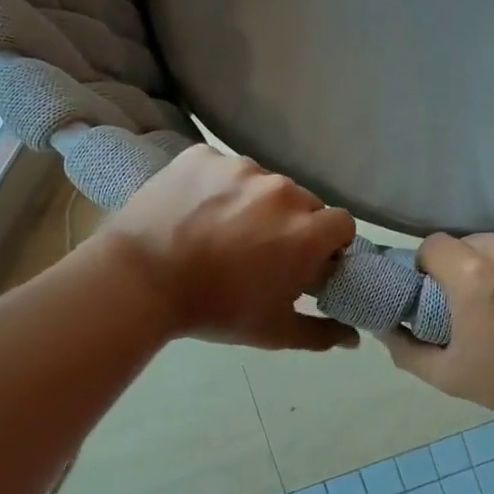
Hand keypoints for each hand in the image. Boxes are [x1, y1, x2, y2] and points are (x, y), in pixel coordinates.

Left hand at [99, 146, 357, 351]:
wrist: (139, 281)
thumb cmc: (214, 309)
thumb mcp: (273, 332)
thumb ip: (321, 333)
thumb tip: (354, 338)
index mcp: (306, 232)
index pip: (342, 224)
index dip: (329, 243)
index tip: (309, 260)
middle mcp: (282, 190)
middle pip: (304, 202)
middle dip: (293, 224)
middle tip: (263, 249)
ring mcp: (240, 167)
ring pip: (264, 183)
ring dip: (255, 203)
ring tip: (223, 229)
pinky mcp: (203, 155)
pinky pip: (224, 168)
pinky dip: (218, 187)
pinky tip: (196, 211)